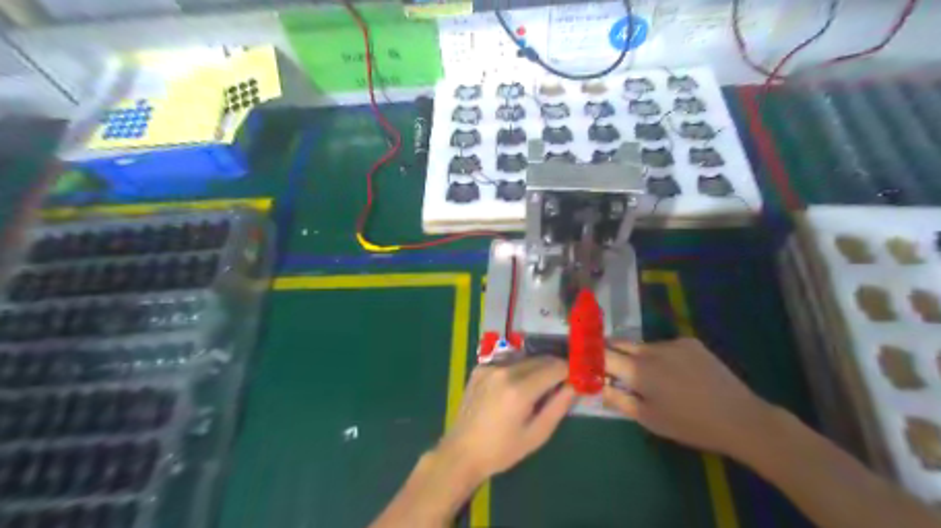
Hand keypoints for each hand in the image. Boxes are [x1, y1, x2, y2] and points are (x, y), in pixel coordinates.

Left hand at [438, 356, 578, 481]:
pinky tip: (516, 386)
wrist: (462, 451)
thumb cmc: (502, 450)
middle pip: (539, 359)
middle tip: (562, 381)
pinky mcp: (480, 368)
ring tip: (540, 385)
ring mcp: (489, 366)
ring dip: (537, 367)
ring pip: (524, 358)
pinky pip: (507, 362)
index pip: (554, 367)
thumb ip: (558, 407)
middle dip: (554, 367)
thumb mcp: (537, 434)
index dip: (568, 370)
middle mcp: (504, 371)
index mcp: (519, 389)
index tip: (576, 377)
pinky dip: (518, 369)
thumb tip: (574, 386)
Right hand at [602, 338, 770, 457]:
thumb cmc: (689, 424)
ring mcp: (673, 343)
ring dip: (637, 356)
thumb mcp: (648, 418)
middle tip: (608, 365)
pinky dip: (660, 355)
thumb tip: (596, 385)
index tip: (582, 359)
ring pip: (643, 345)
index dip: (590, 356)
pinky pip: (665, 345)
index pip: (603, 355)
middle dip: (610, 352)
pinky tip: (674, 372)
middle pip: (620, 344)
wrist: (740, 418)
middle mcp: (651, 350)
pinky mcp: (690, 342)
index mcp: (638, 371)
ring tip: (649, 376)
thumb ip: (618, 399)